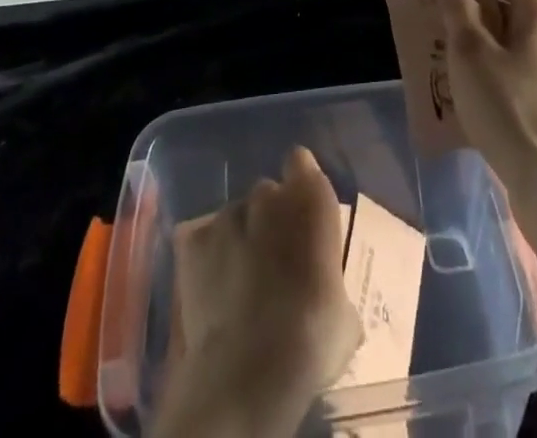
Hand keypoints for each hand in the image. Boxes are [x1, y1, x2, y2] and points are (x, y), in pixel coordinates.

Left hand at [155, 147, 361, 437]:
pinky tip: (213, 292)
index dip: (301, 185)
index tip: (303, 214)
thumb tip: (329, 298)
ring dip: (240, 239)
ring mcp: (227, 215)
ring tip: (241, 284)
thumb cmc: (312, 338)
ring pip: (236, 217)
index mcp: (311, 198)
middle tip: (276, 262)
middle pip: (268, 194)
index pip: (302, 164)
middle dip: (271, 218)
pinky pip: (203, 240)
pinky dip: (208, 259)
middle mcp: (268, 194)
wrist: (249, 372)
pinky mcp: (193, 242)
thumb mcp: (344, 314)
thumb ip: (332, 285)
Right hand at [443, 0, 536, 213]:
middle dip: (480, 18)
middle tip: (445, 34)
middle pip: (517, 11)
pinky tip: (478, 107)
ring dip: (488, 53)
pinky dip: (503, 83)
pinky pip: (528, 81)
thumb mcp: (471, 54)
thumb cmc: (510, 106)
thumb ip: (460, 15)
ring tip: (455, 73)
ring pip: (520, 49)